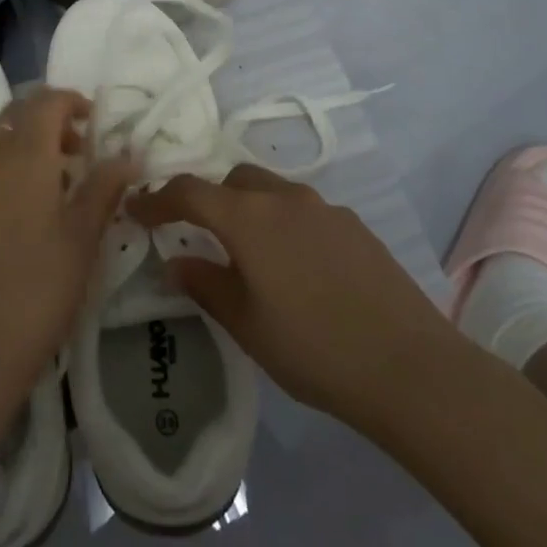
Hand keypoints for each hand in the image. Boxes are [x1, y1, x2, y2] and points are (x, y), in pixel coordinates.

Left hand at [0, 88, 135, 443]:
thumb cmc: (37, 290)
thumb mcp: (83, 239)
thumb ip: (104, 188)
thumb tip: (127, 153)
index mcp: (23, 156)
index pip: (45, 102)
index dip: (72, 101)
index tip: (96, 122)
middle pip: (17, 114)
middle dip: (49, 118)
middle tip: (80, 148)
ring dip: (27, 141)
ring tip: (58, 178)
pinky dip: (8, 164)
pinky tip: (28, 204)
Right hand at [130, 165, 473, 435]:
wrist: (410, 366)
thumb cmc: (314, 348)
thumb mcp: (247, 324)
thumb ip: (205, 284)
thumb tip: (176, 261)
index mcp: (248, 217)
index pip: (190, 191)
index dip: (157, 199)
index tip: (136, 211)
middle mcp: (283, 198)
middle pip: (232, 180)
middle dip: (208, 199)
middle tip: (197, 234)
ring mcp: (323, 207)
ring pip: (270, 190)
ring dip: (248, 208)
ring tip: (248, 253)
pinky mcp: (353, 224)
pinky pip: (302, 210)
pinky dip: (283, 223)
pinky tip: (295, 266)